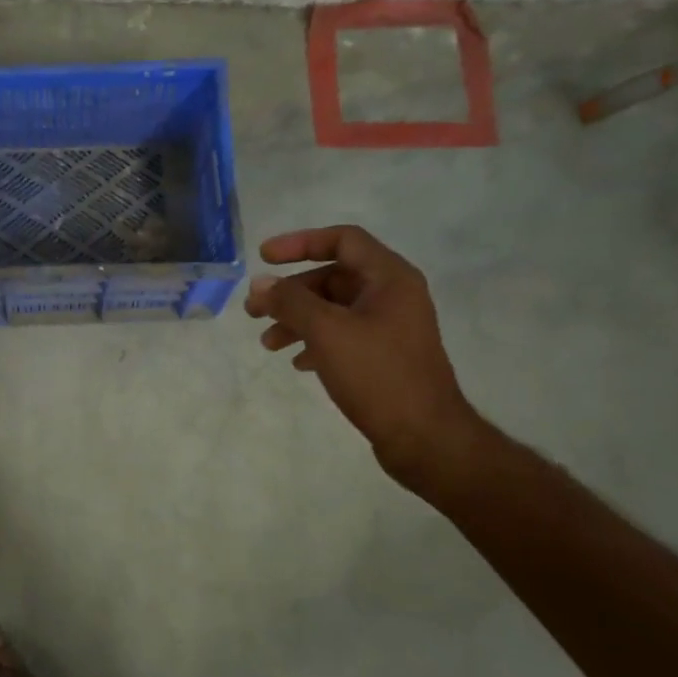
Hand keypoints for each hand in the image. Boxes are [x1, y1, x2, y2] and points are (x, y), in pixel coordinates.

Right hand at [245, 225, 486, 492]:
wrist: (423, 436)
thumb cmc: (378, 375)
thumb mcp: (327, 332)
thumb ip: (291, 302)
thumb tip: (260, 283)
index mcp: (389, 278)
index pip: (342, 240)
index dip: (300, 243)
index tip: (263, 258)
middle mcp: (393, 296)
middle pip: (333, 277)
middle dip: (291, 292)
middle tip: (254, 311)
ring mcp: (389, 327)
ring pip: (334, 310)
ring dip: (297, 320)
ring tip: (269, 344)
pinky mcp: (383, 356)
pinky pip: (342, 336)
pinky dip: (315, 342)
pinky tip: (298, 363)